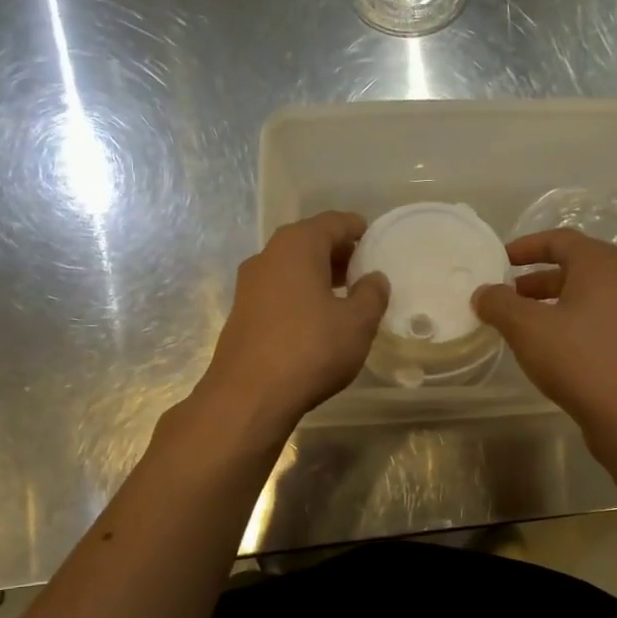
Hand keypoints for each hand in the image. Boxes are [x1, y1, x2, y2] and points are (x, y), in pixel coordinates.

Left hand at [189, 211, 387, 444]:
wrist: (249, 395)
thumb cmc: (311, 349)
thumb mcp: (357, 322)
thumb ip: (372, 294)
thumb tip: (374, 278)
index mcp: (297, 246)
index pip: (333, 222)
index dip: (357, 229)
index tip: (375, 240)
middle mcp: (268, 256)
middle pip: (309, 242)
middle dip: (338, 253)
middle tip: (364, 270)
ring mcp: (249, 286)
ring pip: (291, 268)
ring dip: (318, 276)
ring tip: (345, 295)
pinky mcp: (242, 314)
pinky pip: (278, 292)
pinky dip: (300, 295)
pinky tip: (317, 319)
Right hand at [474, 229, 616, 438]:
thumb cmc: (579, 358)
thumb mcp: (527, 327)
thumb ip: (500, 304)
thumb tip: (483, 293)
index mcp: (600, 265)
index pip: (560, 240)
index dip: (527, 246)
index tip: (500, 260)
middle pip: (574, 269)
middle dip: (536, 280)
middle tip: (506, 296)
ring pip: (584, 299)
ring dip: (550, 305)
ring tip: (520, 326)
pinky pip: (593, 324)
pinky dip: (566, 326)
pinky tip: (547, 351)